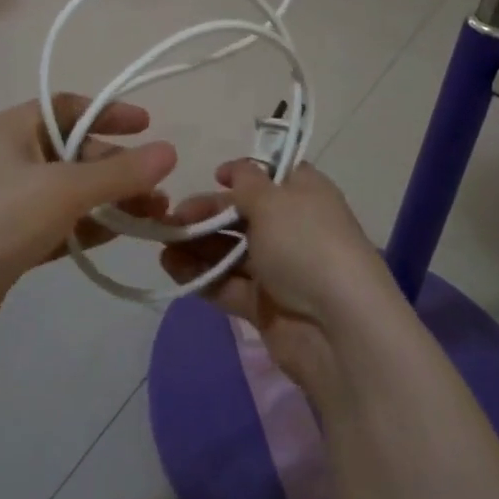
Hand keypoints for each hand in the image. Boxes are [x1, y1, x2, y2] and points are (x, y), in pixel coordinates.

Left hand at [0, 96, 176, 357]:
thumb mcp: (64, 189)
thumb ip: (119, 173)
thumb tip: (170, 151)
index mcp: (13, 129)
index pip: (67, 106)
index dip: (108, 111)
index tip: (147, 126)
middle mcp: (10, 159)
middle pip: (74, 151)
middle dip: (118, 167)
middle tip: (158, 189)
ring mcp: (7, 204)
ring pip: (69, 192)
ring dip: (110, 200)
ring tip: (154, 215)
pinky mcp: (7, 245)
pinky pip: (58, 226)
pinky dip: (88, 228)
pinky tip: (119, 236)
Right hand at [163, 161, 400, 389]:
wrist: (337, 328)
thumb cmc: (305, 245)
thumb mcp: (273, 200)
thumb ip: (246, 183)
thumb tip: (236, 170)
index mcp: (305, 195)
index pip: (272, 176)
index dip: (243, 174)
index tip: (214, 176)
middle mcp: (293, 229)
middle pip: (243, 215)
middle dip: (207, 213)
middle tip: (171, 217)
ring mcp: (279, 270)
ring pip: (231, 251)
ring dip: (197, 245)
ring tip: (162, 242)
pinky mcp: (264, 307)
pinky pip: (227, 284)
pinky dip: (200, 275)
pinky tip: (170, 266)